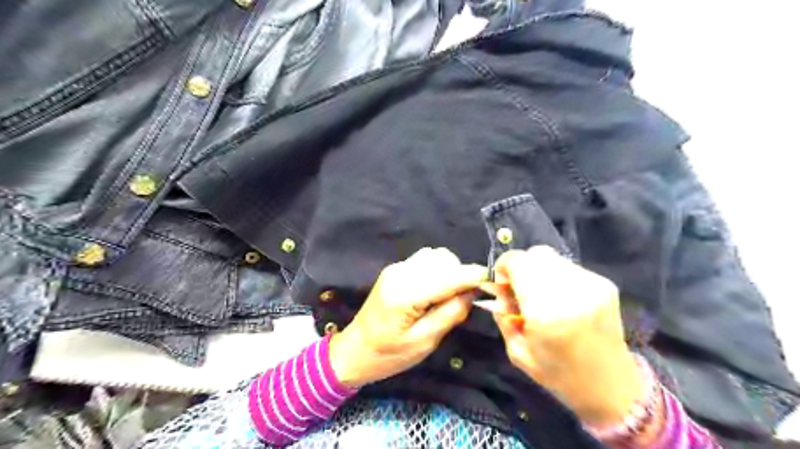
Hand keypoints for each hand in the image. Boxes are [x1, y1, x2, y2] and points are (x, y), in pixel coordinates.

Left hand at [331, 249, 487, 388]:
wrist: (354, 350)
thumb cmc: (388, 355)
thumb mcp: (424, 342)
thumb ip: (451, 313)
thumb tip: (472, 292)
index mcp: (407, 294)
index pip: (450, 275)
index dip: (474, 276)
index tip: (492, 283)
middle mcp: (401, 273)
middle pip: (444, 259)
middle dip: (461, 274)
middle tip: (462, 300)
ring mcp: (396, 268)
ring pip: (435, 256)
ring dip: (449, 271)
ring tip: (447, 296)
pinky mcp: (395, 269)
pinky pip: (424, 260)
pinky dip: (437, 270)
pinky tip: (433, 290)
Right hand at [488, 248, 640, 425]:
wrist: (612, 386)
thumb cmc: (559, 374)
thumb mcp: (517, 351)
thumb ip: (502, 315)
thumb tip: (499, 289)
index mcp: (546, 312)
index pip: (517, 261)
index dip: (503, 267)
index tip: (503, 285)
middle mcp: (571, 291)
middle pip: (535, 254)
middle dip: (521, 268)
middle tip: (521, 290)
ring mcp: (591, 286)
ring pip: (552, 258)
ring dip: (539, 271)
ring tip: (542, 296)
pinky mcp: (605, 285)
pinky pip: (569, 268)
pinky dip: (557, 277)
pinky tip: (562, 300)